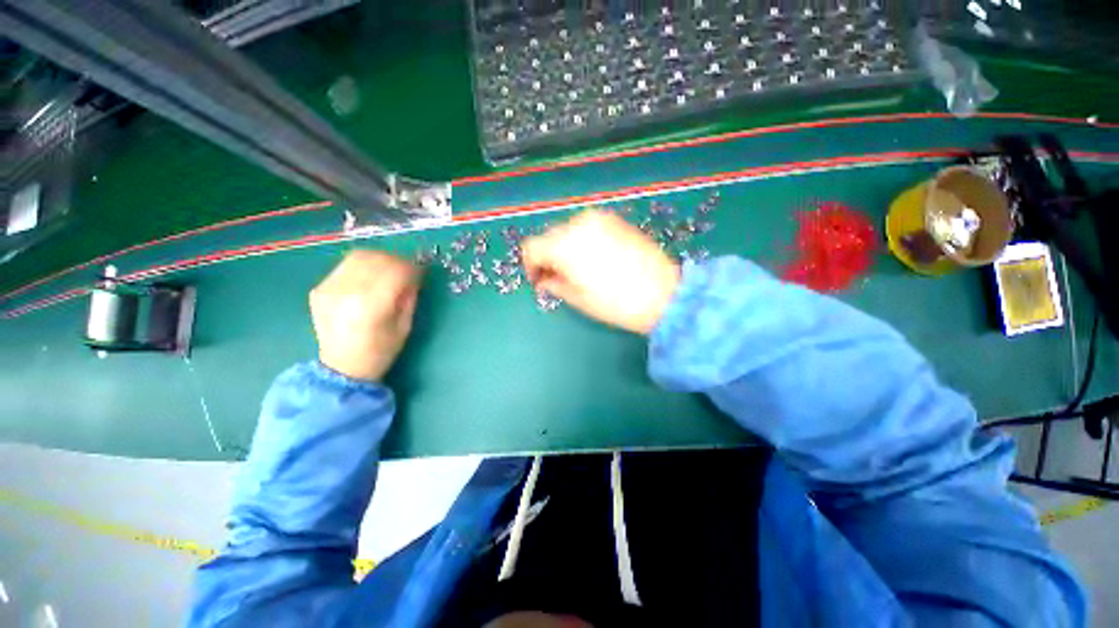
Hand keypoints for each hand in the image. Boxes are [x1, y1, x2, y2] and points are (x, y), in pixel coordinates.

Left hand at [310, 250, 419, 380]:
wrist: (342, 367)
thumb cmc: (380, 350)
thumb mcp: (404, 326)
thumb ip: (409, 297)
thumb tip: (413, 276)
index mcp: (371, 306)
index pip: (396, 271)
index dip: (412, 268)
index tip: (420, 273)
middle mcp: (347, 292)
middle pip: (377, 259)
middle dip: (398, 261)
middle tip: (407, 271)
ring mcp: (329, 289)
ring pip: (359, 256)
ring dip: (380, 259)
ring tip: (389, 270)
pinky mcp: (320, 289)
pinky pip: (345, 266)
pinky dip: (363, 266)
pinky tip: (369, 279)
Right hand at [522, 209, 680, 333]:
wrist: (664, 294)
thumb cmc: (616, 303)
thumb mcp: (578, 299)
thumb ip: (554, 284)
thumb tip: (544, 280)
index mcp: (565, 244)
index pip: (532, 247)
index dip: (530, 266)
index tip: (538, 281)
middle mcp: (579, 224)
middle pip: (549, 236)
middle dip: (548, 257)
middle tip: (556, 278)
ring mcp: (600, 219)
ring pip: (568, 231)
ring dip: (565, 248)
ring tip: (577, 270)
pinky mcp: (616, 221)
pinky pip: (588, 228)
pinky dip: (582, 241)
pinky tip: (595, 259)